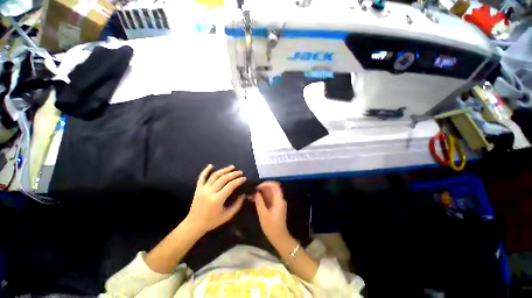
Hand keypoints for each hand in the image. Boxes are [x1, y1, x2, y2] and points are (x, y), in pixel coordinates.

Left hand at [185, 164, 245, 235]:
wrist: (194, 224)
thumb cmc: (212, 221)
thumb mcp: (227, 216)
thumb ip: (237, 205)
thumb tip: (244, 195)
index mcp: (217, 199)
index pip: (230, 185)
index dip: (238, 180)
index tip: (244, 178)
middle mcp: (210, 192)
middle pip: (223, 178)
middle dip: (233, 174)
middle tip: (240, 172)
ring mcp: (203, 189)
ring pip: (214, 175)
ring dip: (224, 170)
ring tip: (231, 167)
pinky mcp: (198, 188)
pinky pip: (201, 177)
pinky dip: (206, 170)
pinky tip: (210, 165)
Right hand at [253, 181, 291, 246]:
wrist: (279, 238)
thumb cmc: (271, 227)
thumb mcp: (263, 215)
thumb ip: (259, 202)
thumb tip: (256, 193)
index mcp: (279, 200)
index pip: (275, 185)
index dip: (266, 183)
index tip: (257, 187)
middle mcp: (280, 199)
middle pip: (272, 188)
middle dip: (262, 187)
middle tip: (253, 191)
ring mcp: (278, 202)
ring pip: (270, 192)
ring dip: (262, 192)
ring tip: (252, 195)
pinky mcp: (276, 206)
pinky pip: (270, 197)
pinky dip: (263, 197)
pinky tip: (255, 199)